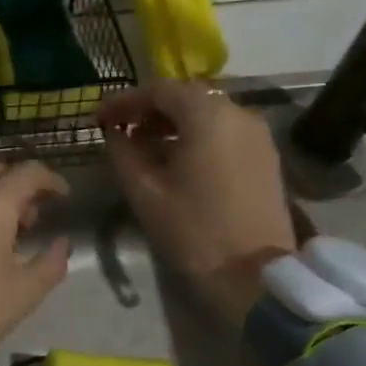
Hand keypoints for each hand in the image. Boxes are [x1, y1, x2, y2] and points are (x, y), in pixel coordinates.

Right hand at [99, 80, 296, 322]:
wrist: (256, 275)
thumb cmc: (194, 231)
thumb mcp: (145, 192)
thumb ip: (123, 153)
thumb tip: (115, 133)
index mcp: (207, 116)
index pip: (159, 90)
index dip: (124, 101)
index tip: (99, 118)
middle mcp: (238, 113)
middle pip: (186, 96)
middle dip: (149, 108)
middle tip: (120, 128)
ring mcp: (257, 134)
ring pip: (207, 112)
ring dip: (173, 122)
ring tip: (144, 144)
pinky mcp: (265, 156)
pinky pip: (224, 130)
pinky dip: (196, 134)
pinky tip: (176, 157)